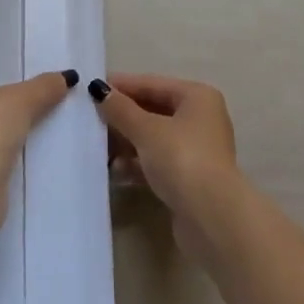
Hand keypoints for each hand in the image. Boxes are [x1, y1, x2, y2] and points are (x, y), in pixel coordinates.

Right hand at [90, 73, 238, 225]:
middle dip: (123, 117)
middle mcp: (201, 119)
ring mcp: (197, 151)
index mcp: (197, 97)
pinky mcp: (190, 179)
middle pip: (154, 111)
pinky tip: (116, 171)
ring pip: (155, 139)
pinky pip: (158, 162)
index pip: (153, 84)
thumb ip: (121, 109)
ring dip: (127, 142)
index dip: (123, 85)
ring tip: (99, 148)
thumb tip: (98, 89)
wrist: (211, 218)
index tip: (93, 87)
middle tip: (91, 119)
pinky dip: (138, 164)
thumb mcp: (146, 130)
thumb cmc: (181, 159)